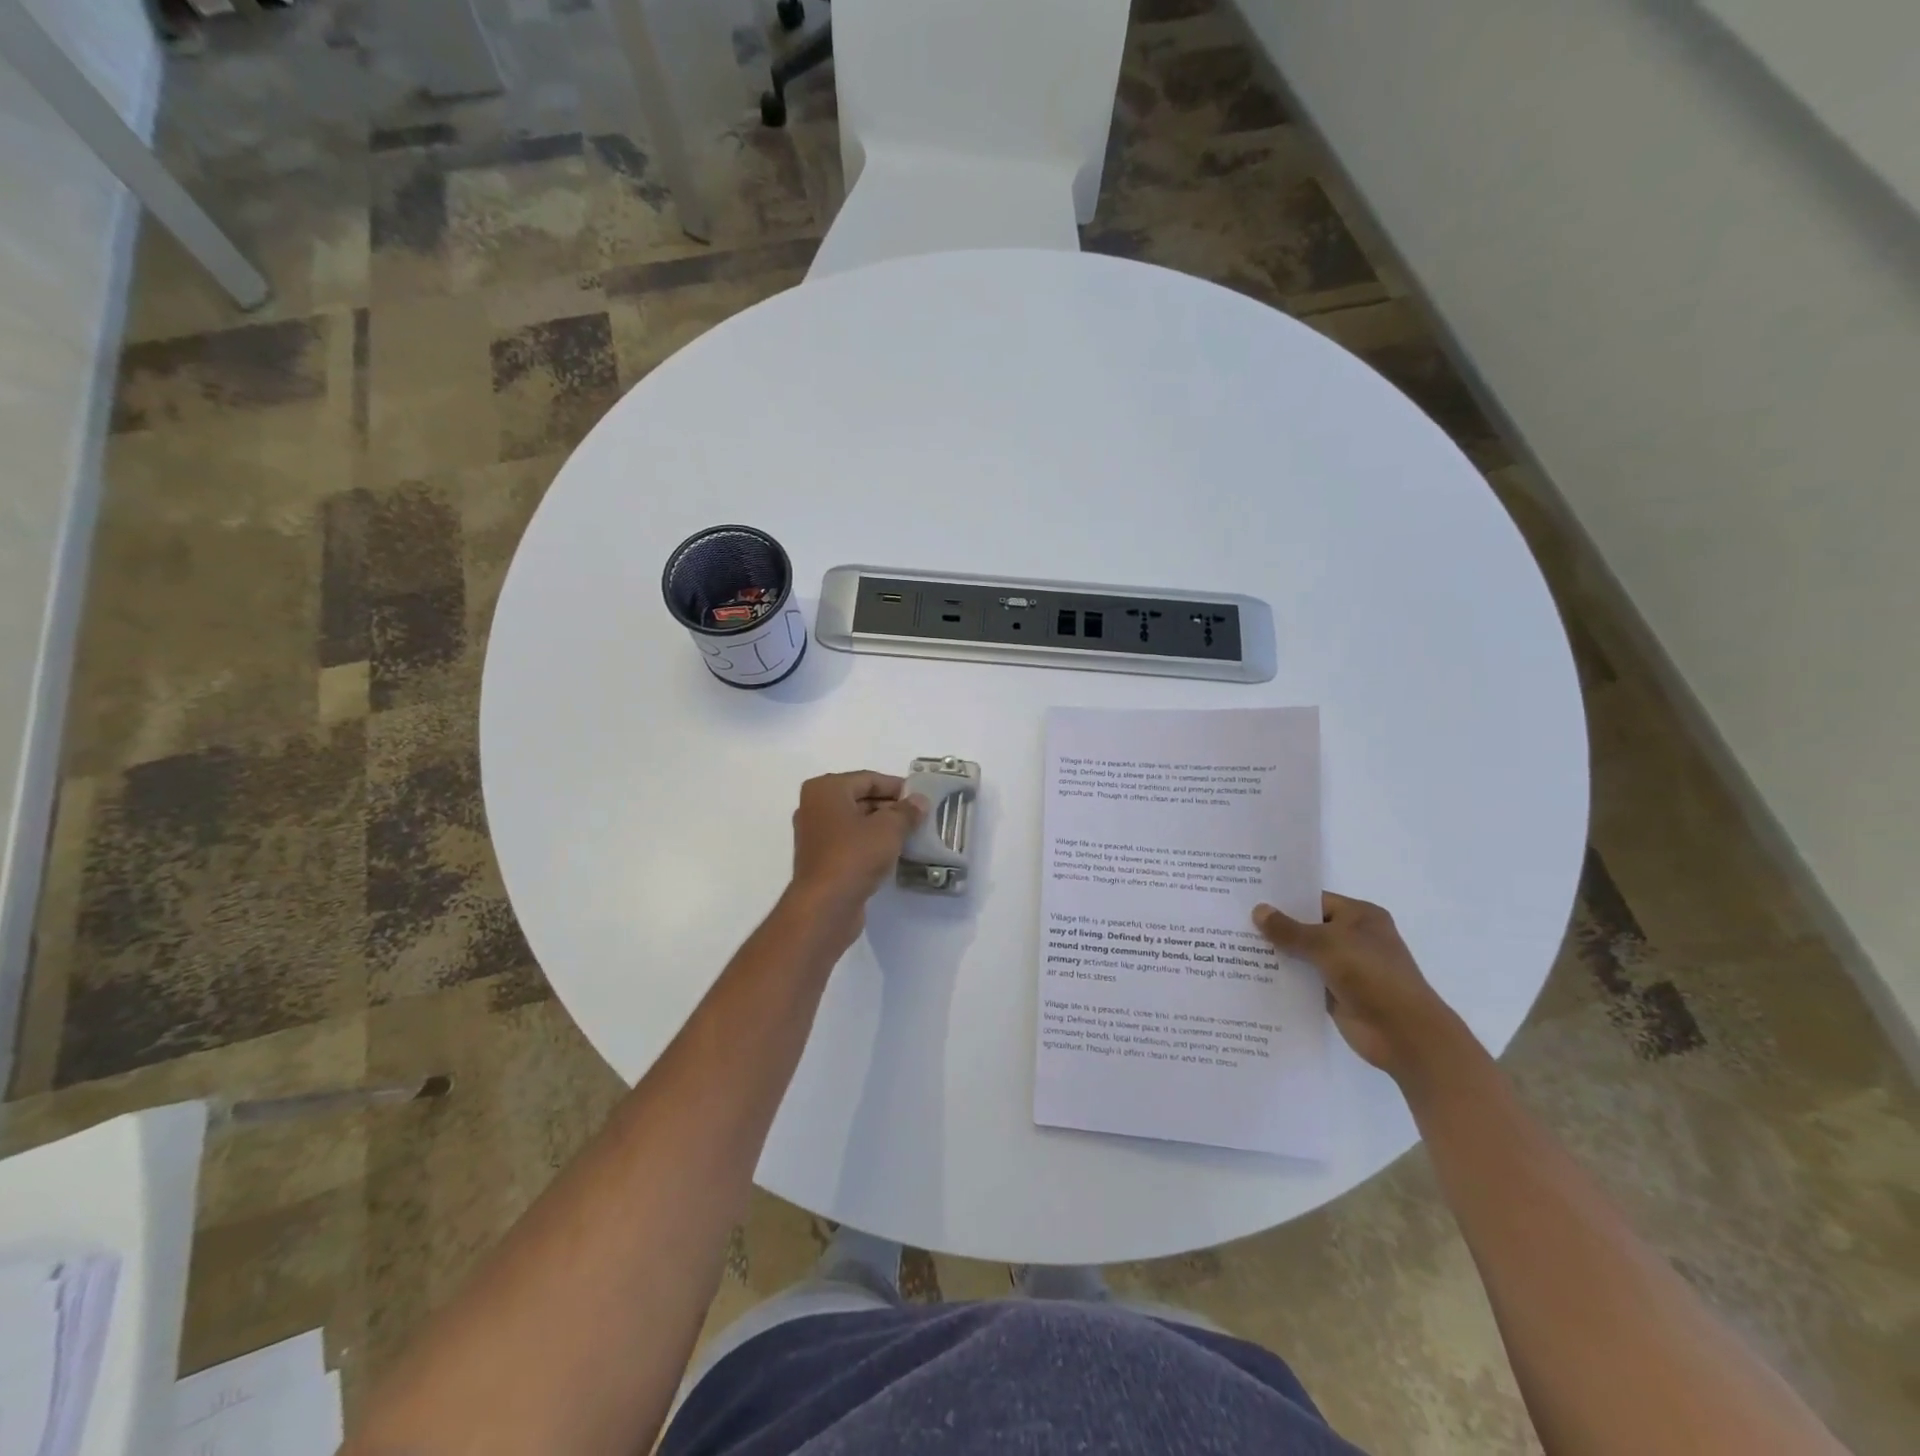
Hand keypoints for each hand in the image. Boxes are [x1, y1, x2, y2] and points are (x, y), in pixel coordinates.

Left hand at [787, 771, 926, 932]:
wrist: (825, 906)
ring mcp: (815, 835)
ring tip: (911, 835)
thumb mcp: (889, 829)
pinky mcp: (821, 859)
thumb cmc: (854, 855)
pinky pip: (850, 842)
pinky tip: (893, 854)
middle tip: (919, 817)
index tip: (921, 798)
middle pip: (860, 799)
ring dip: (882, 827)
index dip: (897, 787)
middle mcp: (815, 807)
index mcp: (826, 789)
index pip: (868, 779)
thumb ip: (907, 811)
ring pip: (856, 822)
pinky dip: (870, 844)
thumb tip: (919, 801)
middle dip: (890, 807)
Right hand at [1253, 893, 1463, 1082]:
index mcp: (1359, 916)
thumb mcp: (1327, 944)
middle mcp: (1352, 938)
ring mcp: (1345, 968)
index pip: (1314, 900)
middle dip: (1274, 927)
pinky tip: (1251, 975)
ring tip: (1233, 946)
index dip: (1283, 900)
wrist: (1405, 1034)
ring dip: (1276, 954)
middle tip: (1232, 920)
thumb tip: (1258, 911)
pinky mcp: (1336, 994)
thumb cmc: (1372, 976)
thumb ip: (1290, 929)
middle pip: (1306, 927)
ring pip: (1302, 955)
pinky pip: (1303, 980)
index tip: (1248, 897)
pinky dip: (1283, 978)